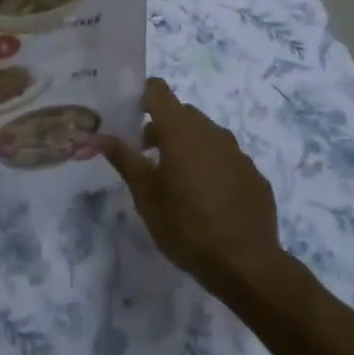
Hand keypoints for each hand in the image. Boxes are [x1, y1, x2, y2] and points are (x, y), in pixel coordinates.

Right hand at [103, 79, 283, 300]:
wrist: (246, 264)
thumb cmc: (186, 226)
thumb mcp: (146, 195)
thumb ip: (124, 159)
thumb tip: (99, 136)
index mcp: (181, 131)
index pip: (158, 90)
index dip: (142, 97)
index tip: (130, 119)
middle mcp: (211, 131)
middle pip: (181, 113)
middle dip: (162, 128)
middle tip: (148, 159)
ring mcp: (237, 152)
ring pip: (205, 135)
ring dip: (188, 147)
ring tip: (179, 183)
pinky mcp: (254, 174)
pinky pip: (226, 158)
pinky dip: (212, 167)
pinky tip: (209, 200)